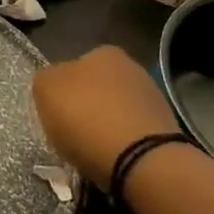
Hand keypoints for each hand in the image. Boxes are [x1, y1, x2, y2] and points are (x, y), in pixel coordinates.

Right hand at [32, 46, 179, 189]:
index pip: (75, 67)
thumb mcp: (45, 89)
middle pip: (98, 89)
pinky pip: (134, 135)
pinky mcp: (167, 132)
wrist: (143, 162)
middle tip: (73, 134)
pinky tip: (114, 161)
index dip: (63, 91)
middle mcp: (132, 68)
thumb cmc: (87, 118)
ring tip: (93, 153)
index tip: (57, 114)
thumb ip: (47, 80)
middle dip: (87, 109)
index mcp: (103, 52)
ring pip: (117, 112)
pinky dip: (123, 146)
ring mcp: (154, 100)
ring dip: (106, 127)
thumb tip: (55, 85)